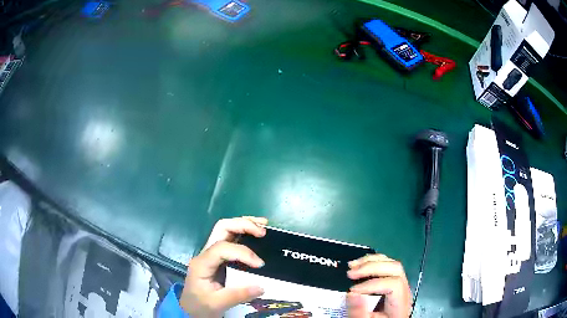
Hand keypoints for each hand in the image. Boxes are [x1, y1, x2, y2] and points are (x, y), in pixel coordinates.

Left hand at [180, 216, 267, 317]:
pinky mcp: (218, 257)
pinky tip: (256, 234)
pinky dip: (244, 232)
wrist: (190, 309)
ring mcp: (211, 253)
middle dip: (243, 225)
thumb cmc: (200, 305)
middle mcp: (205, 253)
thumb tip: (262, 287)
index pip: (222, 248)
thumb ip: (238, 295)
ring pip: (225, 229)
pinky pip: (230, 238)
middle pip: (221, 228)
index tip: (260, 264)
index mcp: (202, 263)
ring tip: (263, 225)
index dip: (243, 252)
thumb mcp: (217, 304)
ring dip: (244, 224)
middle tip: (263, 232)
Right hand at [346, 254, 411, 317]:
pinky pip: (387, 264)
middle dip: (371, 267)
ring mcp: (401, 284)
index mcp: (401, 303)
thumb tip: (352, 293)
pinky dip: (372, 261)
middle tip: (351, 273)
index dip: (372, 284)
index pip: (394, 284)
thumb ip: (359, 311)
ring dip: (371, 261)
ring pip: (391, 263)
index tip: (353, 290)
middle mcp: (405, 290)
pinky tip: (360, 265)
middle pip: (395, 268)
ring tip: (352, 266)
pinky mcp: (394, 281)